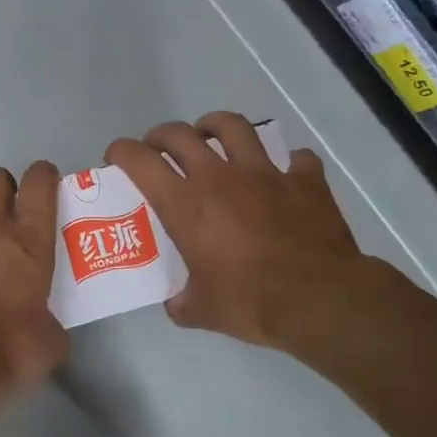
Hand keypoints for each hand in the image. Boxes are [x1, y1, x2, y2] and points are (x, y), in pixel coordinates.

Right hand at [107, 112, 380, 350]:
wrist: (320, 299)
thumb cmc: (251, 303)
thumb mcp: (202, 311)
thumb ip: (183, 302)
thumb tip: (178, 303)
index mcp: (186, 205)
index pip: (141, 161)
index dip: (122, 151)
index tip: (116, 155)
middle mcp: (219, 178)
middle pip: (180, 135)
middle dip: (162, 135)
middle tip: (159, 148)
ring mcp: (265, 173)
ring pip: (234, 127)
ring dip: (215, 125)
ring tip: (212, 134)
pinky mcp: (304, 180)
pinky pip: (296, 158)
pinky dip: (289, 162)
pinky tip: (286, 173)